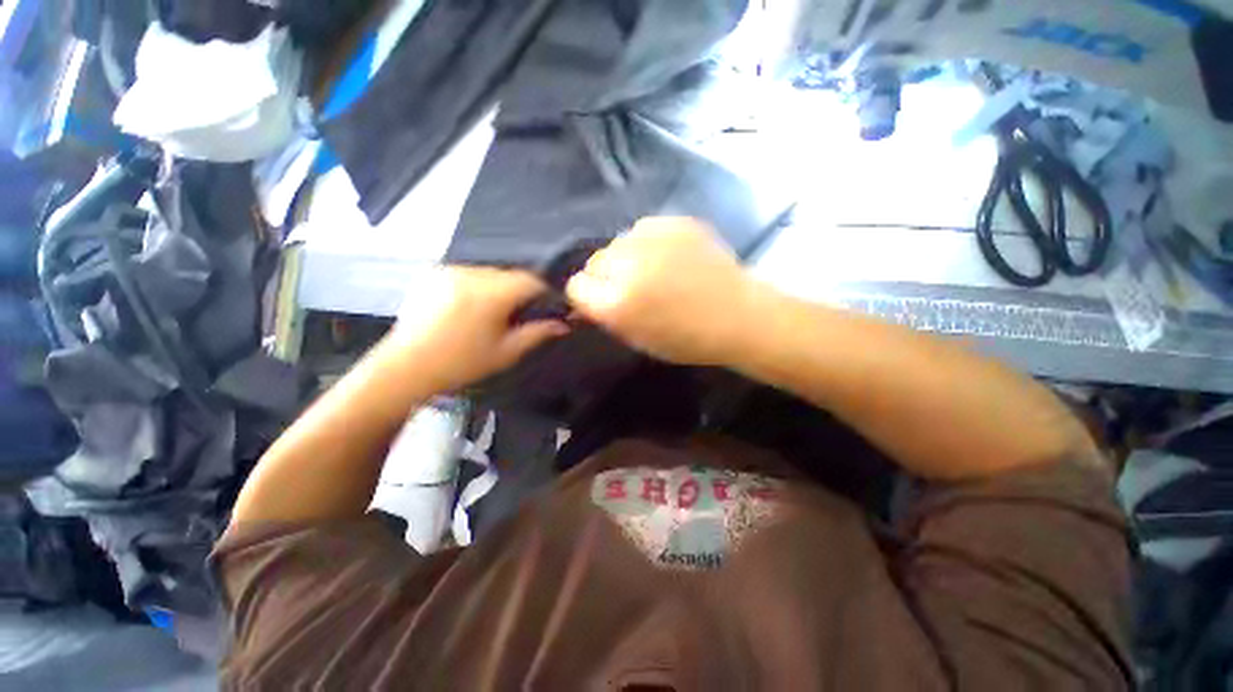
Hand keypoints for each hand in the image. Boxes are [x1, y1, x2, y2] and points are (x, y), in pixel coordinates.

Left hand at [390, 267, 568, 391]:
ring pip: (489, 273)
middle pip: (509, 274)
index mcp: (490, 294)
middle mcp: (470, 274)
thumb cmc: (462, 364)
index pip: (530, 280)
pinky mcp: (433, 273)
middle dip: (520, 291)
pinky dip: (477, 285)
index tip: (548, 307)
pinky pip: (468, 273)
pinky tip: (471, 305)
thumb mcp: (506, 352)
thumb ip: (537, 333)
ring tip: (494, 311)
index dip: (544, 292)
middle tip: (520, 313)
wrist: (406, 367)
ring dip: (499, 287)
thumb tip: (563, 324)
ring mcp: (448, 271)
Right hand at [565, 217, 759, 365]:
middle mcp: (628, 266)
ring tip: (653, 269)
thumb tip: (587, 298)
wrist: (739, 316)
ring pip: (618, 242)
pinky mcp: (675, 222)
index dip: (588, 296)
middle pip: (594, 261)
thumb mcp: (637, 339)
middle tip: (631, 286)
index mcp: (617, 304)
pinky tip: (671, 256)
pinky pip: (644, 229)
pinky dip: (649, 243)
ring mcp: (653, 239)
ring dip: (627, 257)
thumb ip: (607, 316)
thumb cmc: (687, 340)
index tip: (602, 301)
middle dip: (606, 275)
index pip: (576, 286)